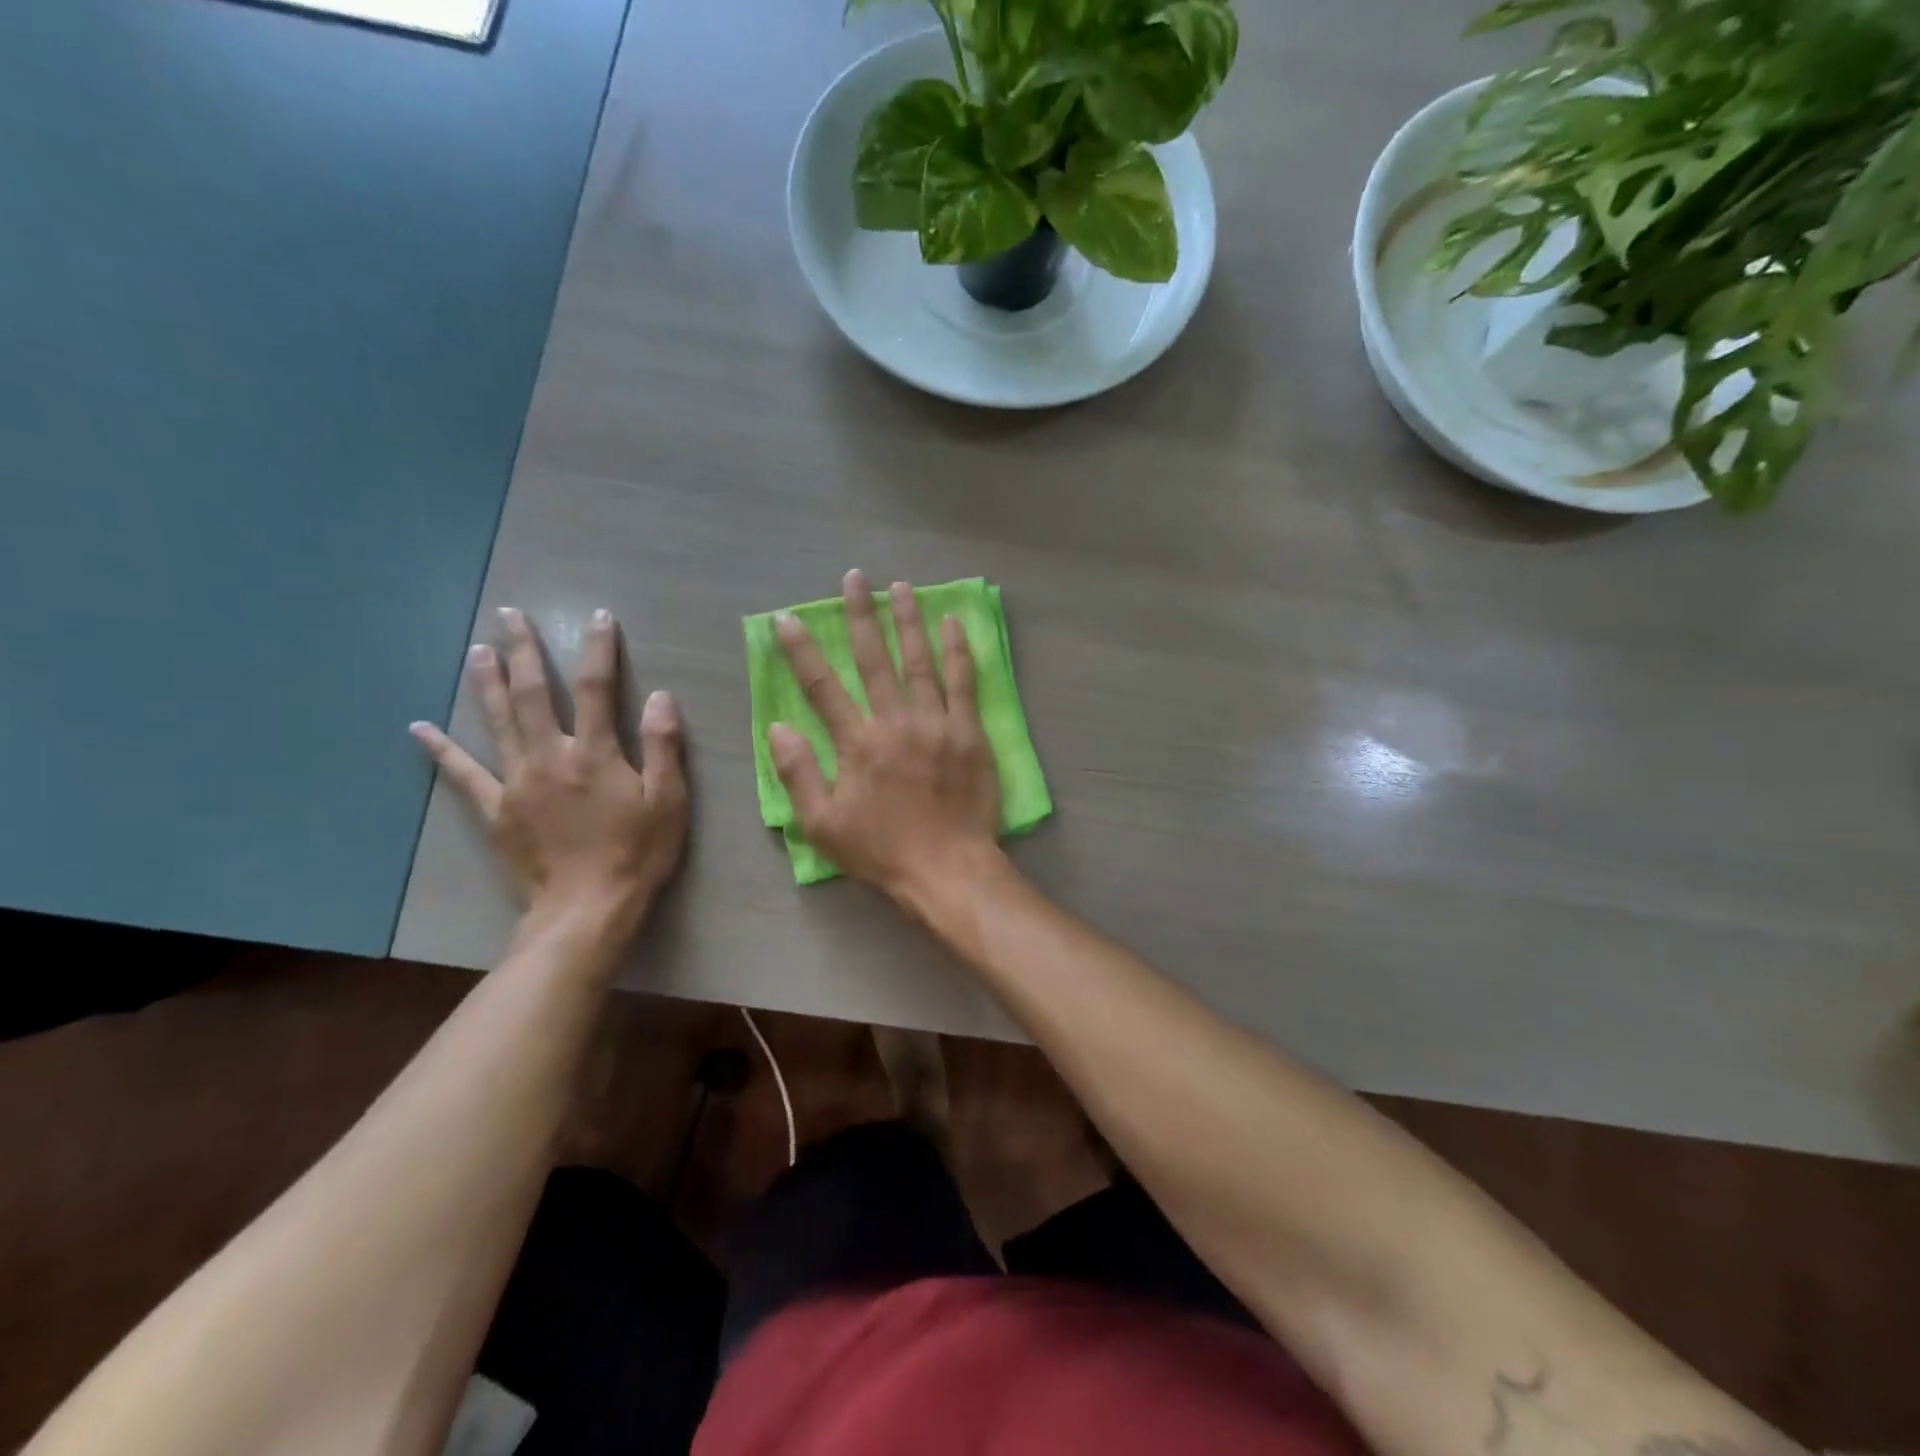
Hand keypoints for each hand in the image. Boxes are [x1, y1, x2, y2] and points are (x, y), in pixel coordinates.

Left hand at [411, 607, 688, 926]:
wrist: (587, 908)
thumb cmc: (637, 853)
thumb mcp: (669, 800)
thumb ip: (663, 746)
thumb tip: (661, 697)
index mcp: (596, 753)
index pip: (597, 688)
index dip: (598, 649)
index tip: (597, 616)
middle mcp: (551, 756)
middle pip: (535, 693)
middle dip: (525, 650)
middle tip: (511, 615)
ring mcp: (517, 781)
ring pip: (498, 721)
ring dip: (488, 682)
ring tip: (478, 649)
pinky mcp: (497, 809)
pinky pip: (464, 774)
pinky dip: (441, 750)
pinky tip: (419, 728)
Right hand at [770, 571, 1000, 900]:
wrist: (947, 867)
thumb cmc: (881, 850)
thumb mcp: (822, 824)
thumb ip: (798, 773)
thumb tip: (777, 728)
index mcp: (857, 743)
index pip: (822, 687)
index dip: (801, 650)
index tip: (788, 619)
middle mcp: (894, 721)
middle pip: (873, 658)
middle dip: (861, 615)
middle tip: (855, 579)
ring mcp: (935, 723)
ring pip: (919, 660)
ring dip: (908, 620)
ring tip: (901, 586)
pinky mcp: (968, 732)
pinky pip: (964, 682)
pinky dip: (958, 651)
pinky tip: (953, 623)